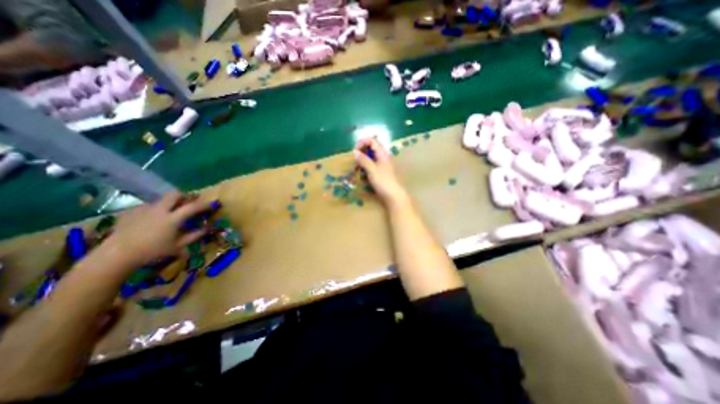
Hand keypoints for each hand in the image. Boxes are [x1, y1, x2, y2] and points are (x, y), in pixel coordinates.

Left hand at [102, 193, 217, 267]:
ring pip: (161, 200)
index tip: (212, 204)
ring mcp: (144, 209)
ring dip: (169, 203)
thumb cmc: (152, 251)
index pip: (193, 206)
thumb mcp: (178, 246)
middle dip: (185, 196)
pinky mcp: (131, 212)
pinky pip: (147, 206)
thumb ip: (194, 235)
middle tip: (189, 202)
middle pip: (174, 194)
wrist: (116, 255)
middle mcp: (160, 210)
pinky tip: (152, 219)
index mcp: (173, 218)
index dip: (205, 204)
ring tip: (170, 212)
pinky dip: (155, 210)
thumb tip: (207, 228)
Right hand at [355, 139, 410, 207]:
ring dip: (362, 160)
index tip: (354, 151)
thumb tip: (354, 152)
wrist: (393, 195)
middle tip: (354, 160)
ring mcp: (381, 164)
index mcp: (382, 153)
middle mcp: (382, 156)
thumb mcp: (371, 169)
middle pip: (370, 148)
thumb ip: (363, 159)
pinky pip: (370, 165)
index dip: (362, 143)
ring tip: (356, 168)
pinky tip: (362, 173)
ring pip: (370, 157)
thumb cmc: (383, 181)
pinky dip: (365, 167)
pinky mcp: (380, 171)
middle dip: (361, 152)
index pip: (372, 140)